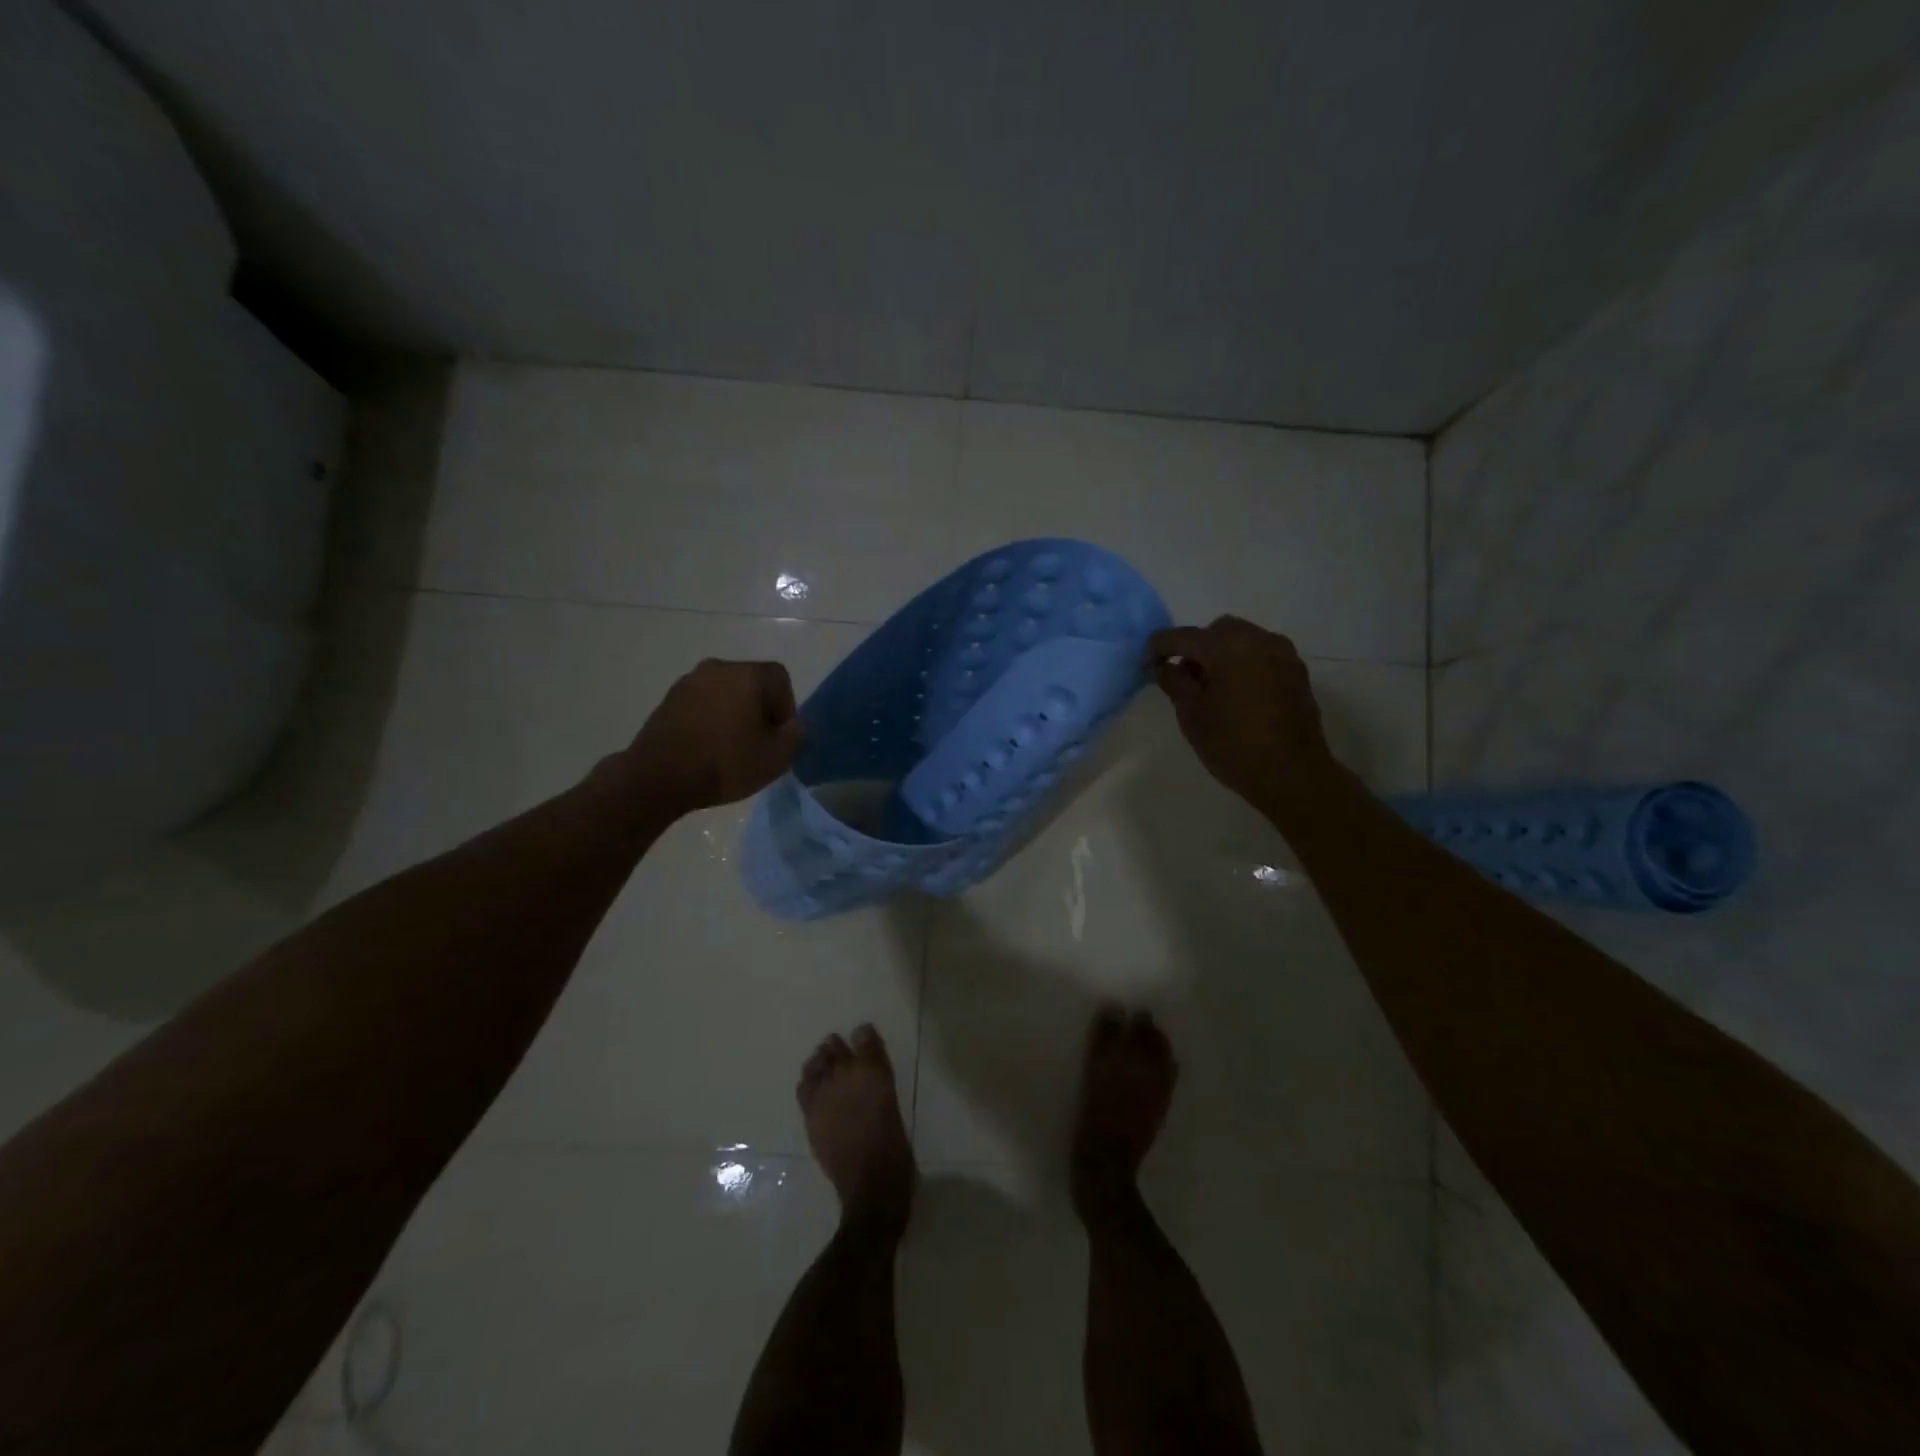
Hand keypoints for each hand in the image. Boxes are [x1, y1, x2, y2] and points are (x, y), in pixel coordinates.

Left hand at [628, 659, 805, 812]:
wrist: (659, 777)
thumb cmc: (725, 763)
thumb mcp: (776, 757)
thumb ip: (796, 735)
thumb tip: (793, 725)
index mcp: (748, 675)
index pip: (781, 679)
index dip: (787, 707)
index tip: (779, 736)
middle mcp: (718, 668)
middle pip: (752, 683)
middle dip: (760, 709)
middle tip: (759, 742)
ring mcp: (688, 681)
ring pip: (725, 692)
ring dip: (733, 713)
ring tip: (731, 747)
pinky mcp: (668, 699)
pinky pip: (702, 703)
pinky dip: (710, 719)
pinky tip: (707, 747)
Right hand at [1148, 616, 1340, 812]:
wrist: (1293, 775)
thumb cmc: (1234, 746)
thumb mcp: (1192, 716)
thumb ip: (1174, 683)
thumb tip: (1163, 666)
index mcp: (1227, 647)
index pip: (1182, 636)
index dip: (1158, 647)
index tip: (1146, 664)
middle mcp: (1258, 639)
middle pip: (1216, 631)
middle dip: (1195, 648)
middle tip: (1183, 678)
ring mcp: (1282, 653)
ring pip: (1241, 639)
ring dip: (1221, 654)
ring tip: (1211, 688)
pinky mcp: (1296, 670)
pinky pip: (1261, 654)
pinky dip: (1243, 663)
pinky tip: (1236, 694)